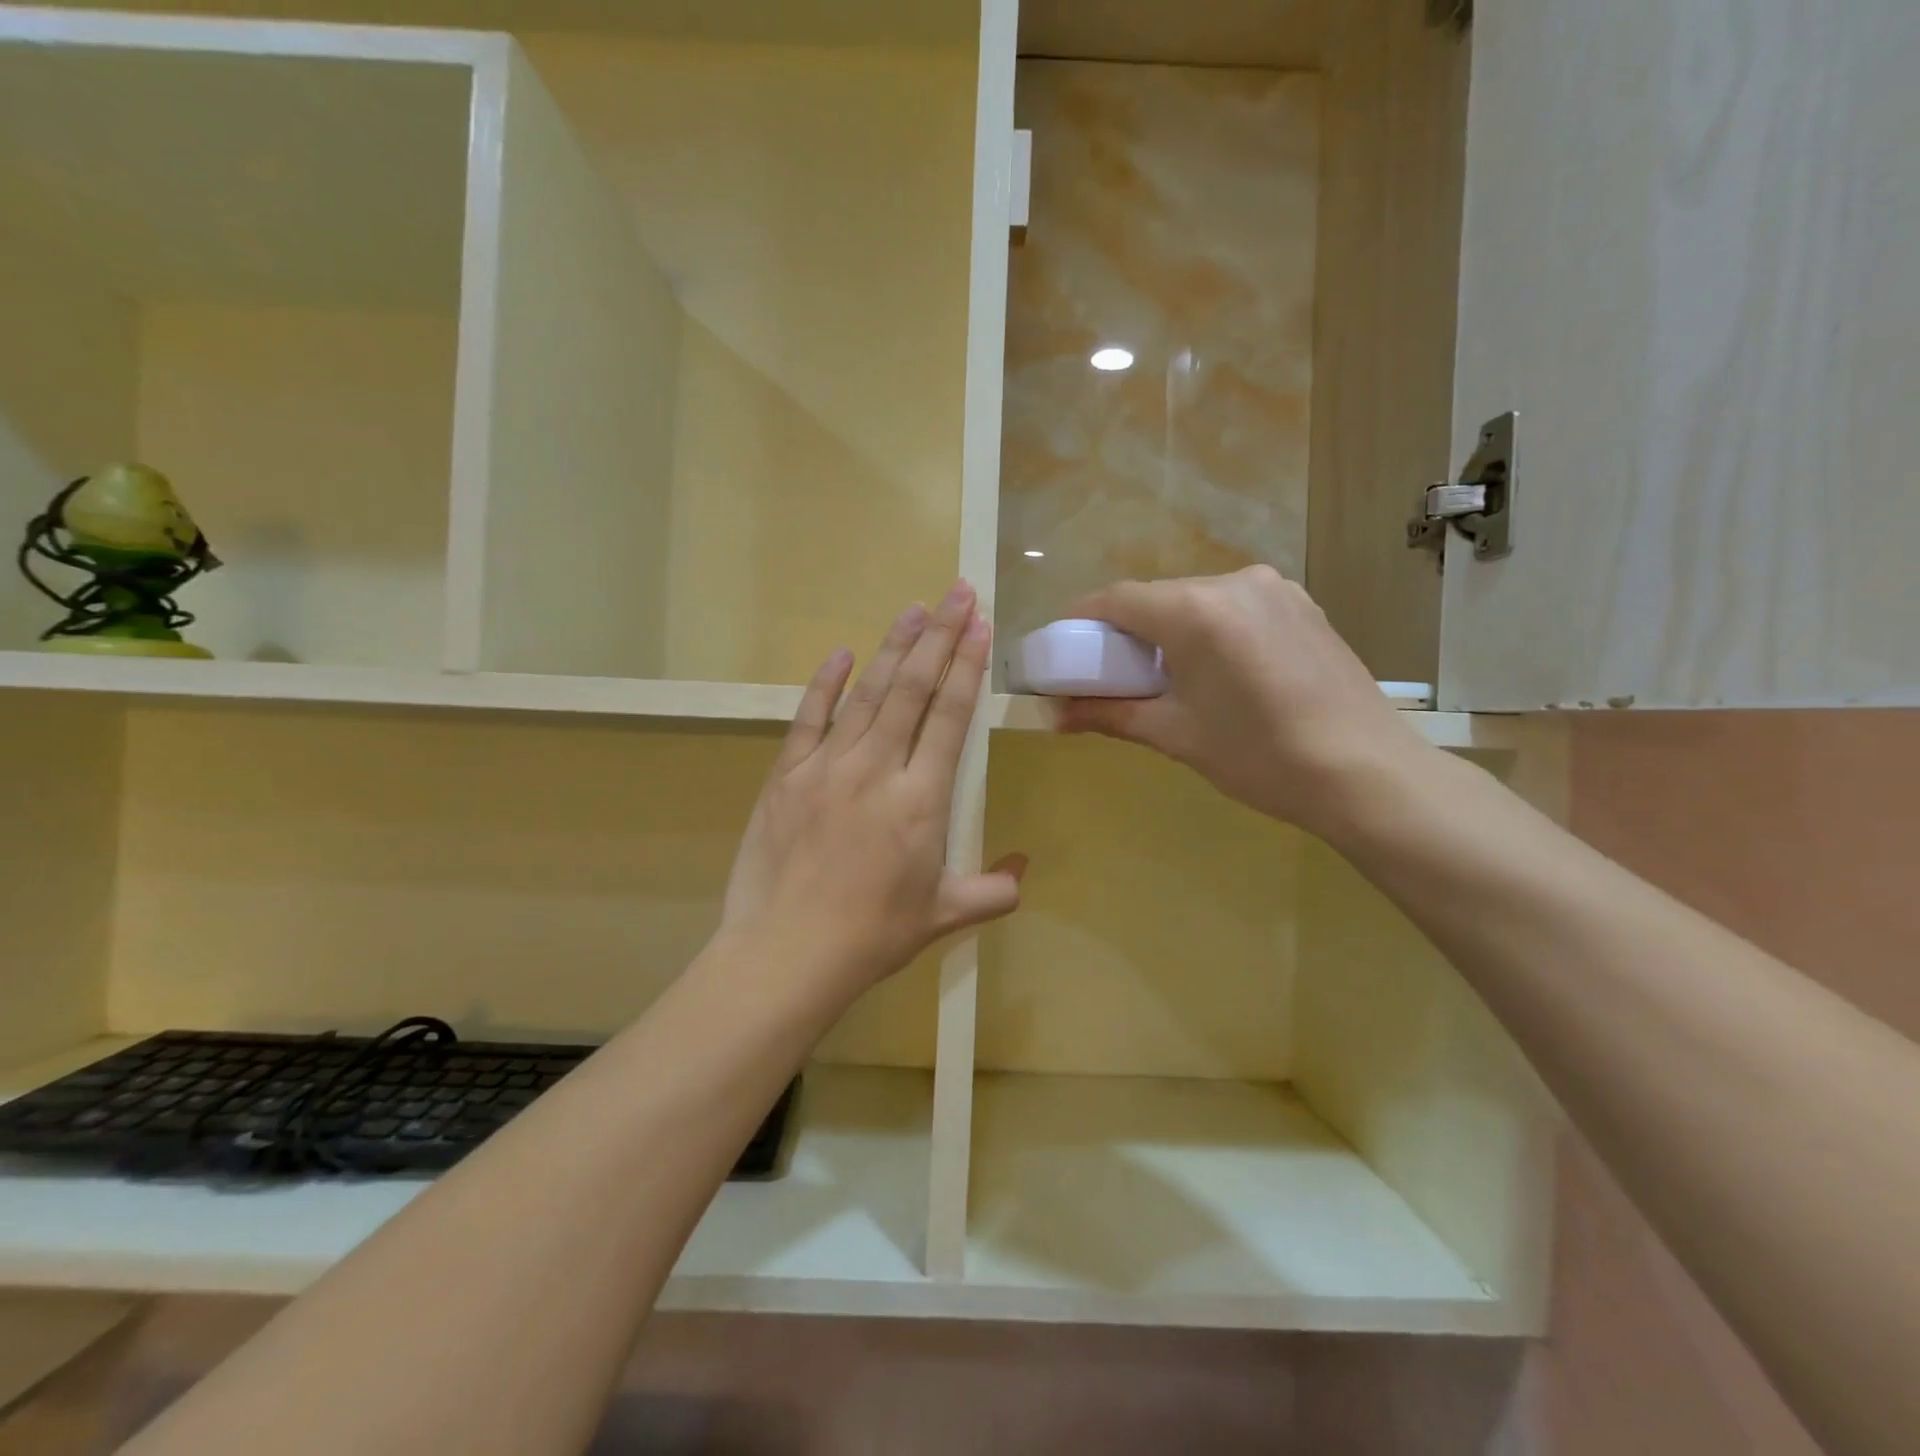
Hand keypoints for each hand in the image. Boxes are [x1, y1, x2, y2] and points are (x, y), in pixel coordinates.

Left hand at [723, 582, 1025, 995]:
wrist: (787, 952)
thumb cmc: (873, 935)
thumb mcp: (943, 915)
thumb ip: (992, 891)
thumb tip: (1024, 869)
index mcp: (922, 799)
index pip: (950, 716)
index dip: (967, 666)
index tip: (979, 625)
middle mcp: (877, 768)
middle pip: (913, 689)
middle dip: (939, 636)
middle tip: (956, 593)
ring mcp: (827, 767)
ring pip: (867, 693)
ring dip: (893, 647)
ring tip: (913, 608)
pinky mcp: (786, 775)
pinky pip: (809, 718)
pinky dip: (826, 683)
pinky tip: (843, 653)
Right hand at [1055, 566, 1432, 838]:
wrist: (1366, 774)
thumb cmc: (1259, 756)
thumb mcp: (1174, 735)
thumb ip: (1109, 714)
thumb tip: (1052, 717)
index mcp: (1195, 611)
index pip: (1116, 598)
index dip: (1080, 620)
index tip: (1063, 650)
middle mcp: (1234, 582)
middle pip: (1156, 598)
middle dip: (1125, 632)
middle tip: (1111, 675)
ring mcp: (1274, 589)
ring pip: (1196, 600)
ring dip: (1168, 631)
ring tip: (1167, 680)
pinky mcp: (1301, 605)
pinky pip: (1234, 607)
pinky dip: (1208, 630)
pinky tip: (1217, 672)